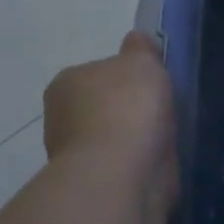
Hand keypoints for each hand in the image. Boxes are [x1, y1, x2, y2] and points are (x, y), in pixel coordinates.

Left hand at [43, 33, 178, 218]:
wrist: (121, 173)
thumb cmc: (128, 107)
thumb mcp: (142, 63)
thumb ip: (140, 49)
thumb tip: (136, 39)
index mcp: (67, 82)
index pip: (99, 71)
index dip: (127, 76)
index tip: (151, 84)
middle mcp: (61, 116)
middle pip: (103, 105)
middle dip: (127, 109)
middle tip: (160, 111)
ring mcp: (74, 154)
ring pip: (111, 136)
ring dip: (132, 138)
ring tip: (162, 138)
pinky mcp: (92, 183)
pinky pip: (120, 163)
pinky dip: (135, 161)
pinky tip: (156, 160)